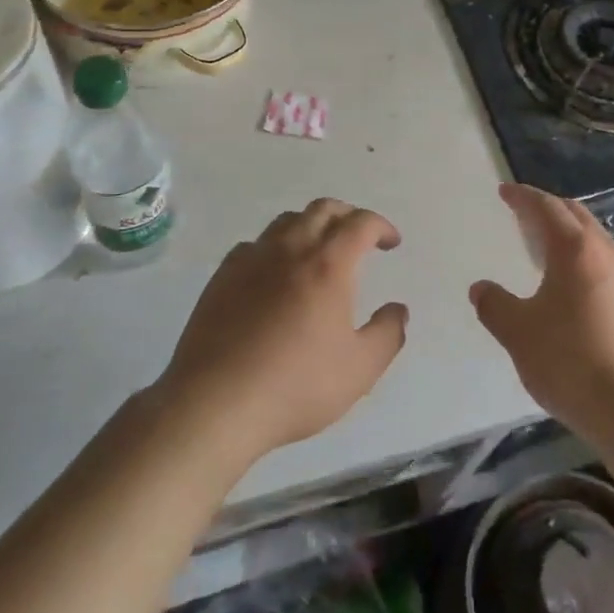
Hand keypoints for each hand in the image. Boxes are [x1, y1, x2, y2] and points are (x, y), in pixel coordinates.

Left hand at [156, 199, 407, 462]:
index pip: (360, 224)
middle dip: (347, 216)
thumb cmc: (296, 386)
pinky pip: (254, 245)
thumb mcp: (360, 370)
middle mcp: (290, 249)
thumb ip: (387, 334)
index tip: (391, 243)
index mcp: (328, 265)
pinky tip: (274, 274)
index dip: (381, 226)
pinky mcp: (222, 276)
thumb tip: (398, 310)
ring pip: (286, 221)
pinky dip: (274, 247)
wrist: (215, 403)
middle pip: (322, 209)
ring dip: (310, 226)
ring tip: (318, 251)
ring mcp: (251, 259)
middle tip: (359, 237)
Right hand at [471, 183, 613, 443]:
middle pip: (574, 214)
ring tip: (540, 244)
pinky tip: (566, 279)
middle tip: (521, 212)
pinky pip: (602, 258)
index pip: (547, 207)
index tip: (504, 192)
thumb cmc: (568, 360)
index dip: (523, 197)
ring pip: (592, 236)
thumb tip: (480, 288)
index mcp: (575, 249)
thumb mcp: (518, 332)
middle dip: (546, 207)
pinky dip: (580, 253)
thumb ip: (494, 305)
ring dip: (566, 231)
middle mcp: (605, 252)